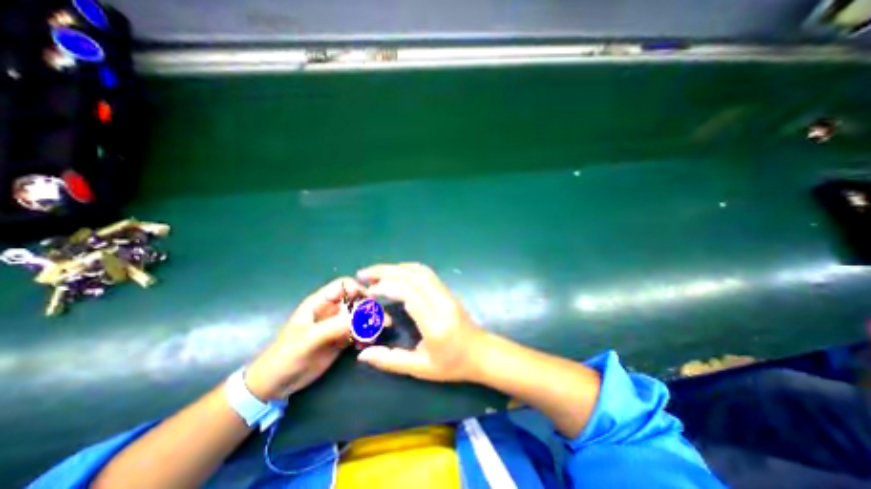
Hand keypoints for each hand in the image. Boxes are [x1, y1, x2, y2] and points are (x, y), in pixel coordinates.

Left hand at [245, 276, 366, 398]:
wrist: (276, 384)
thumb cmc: (286, 356)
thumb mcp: (308, 340)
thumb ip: (334, 327)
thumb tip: (362, 318)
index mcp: (320, 303)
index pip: (344, 286)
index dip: (358, 289)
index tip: (371, 302)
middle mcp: (332, 310)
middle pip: (357, 301)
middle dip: (370, 310)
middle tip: (383, 322)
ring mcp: (337, 325)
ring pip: (361, 317)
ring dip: (370, 325)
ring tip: (373, 337)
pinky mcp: (341, 339)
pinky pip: (359, 332)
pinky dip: (365, 337)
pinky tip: (363, 346)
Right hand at [356, 263, 488, 381]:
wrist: (481, 353)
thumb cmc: (452, 364)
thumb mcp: (421, 368)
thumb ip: (391, 361)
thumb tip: (363, 355)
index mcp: (435, 323)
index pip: (409, 294)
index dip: (387, 288)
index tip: (369, 292)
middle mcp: (441, 302)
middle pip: (412, 277)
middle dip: (386, 271)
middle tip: (364, 274)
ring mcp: (446, 293)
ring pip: (420, 271)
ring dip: (396, 267)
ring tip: (376, 272)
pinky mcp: (447, 290)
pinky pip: (426, 273)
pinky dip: (408, 269)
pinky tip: (397, 272)